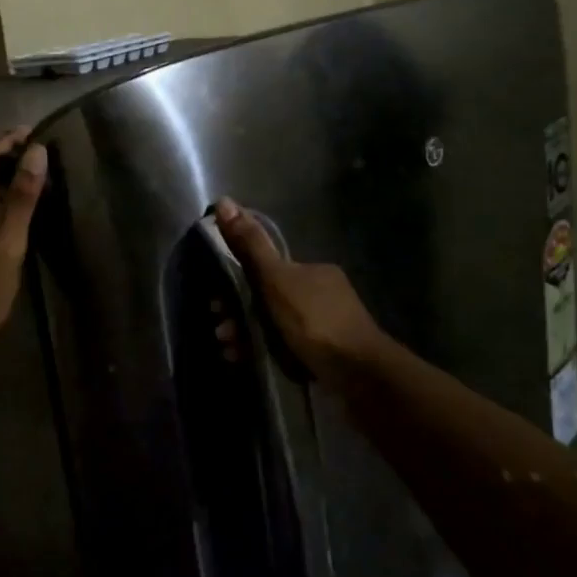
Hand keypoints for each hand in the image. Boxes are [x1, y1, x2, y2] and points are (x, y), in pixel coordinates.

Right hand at [213, 197, 389, 383]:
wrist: (359, 375)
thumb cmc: (314, 321)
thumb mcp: (275, 279)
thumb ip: (250, 244)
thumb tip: (224, 201)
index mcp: (313, 271)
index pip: (268, 270)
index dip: (238, 283)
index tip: (217, 301)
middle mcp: (322, 294)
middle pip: (268, 299)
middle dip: (238, 314)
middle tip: (221, 330)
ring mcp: (326, 327)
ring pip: (274, 326)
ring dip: (246, 335)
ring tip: (228, 349)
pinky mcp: (326, 357)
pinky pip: (286, 349)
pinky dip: (263, 352)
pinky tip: (244, 361)